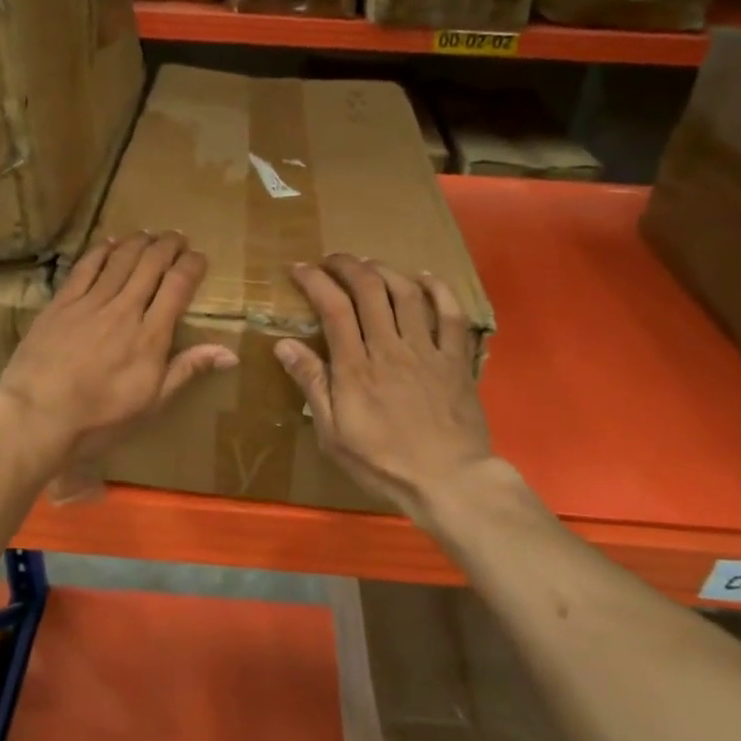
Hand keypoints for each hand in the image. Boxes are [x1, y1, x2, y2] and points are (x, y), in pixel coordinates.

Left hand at [0, 231, 235, 465]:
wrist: (37, 416)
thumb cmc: (100, 418)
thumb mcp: (152, 403)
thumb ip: (187, 369)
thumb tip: (230, 353)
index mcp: (150, 336)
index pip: (177, 287)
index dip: (191, 266)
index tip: (200, 257)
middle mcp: (124, 310)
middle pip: (150, 265)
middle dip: (168, 246)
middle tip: (178, 237)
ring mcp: (90, 304)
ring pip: (120, 260)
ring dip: (138, 243)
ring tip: (149, 234)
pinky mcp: (61, 304)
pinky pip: (85, 268)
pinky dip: (101, 251)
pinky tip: (109, 242)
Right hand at [274, 254, 494, 519]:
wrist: (448, 481)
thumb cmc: (383, 462)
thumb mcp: (333, 434)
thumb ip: (312, 385)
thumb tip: (284, 344)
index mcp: (356, 367)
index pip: (332, 308)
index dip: (314, 281)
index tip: (299, 268)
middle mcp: (391, 348)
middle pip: (369, 290)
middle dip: (347, 266)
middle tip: (332, 259)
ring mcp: (427, 351)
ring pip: (406, 294)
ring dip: (385, 271)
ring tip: (369, 264)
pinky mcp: (456, 360)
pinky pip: (451, 315)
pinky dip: (438, 290)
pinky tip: (424, 277)